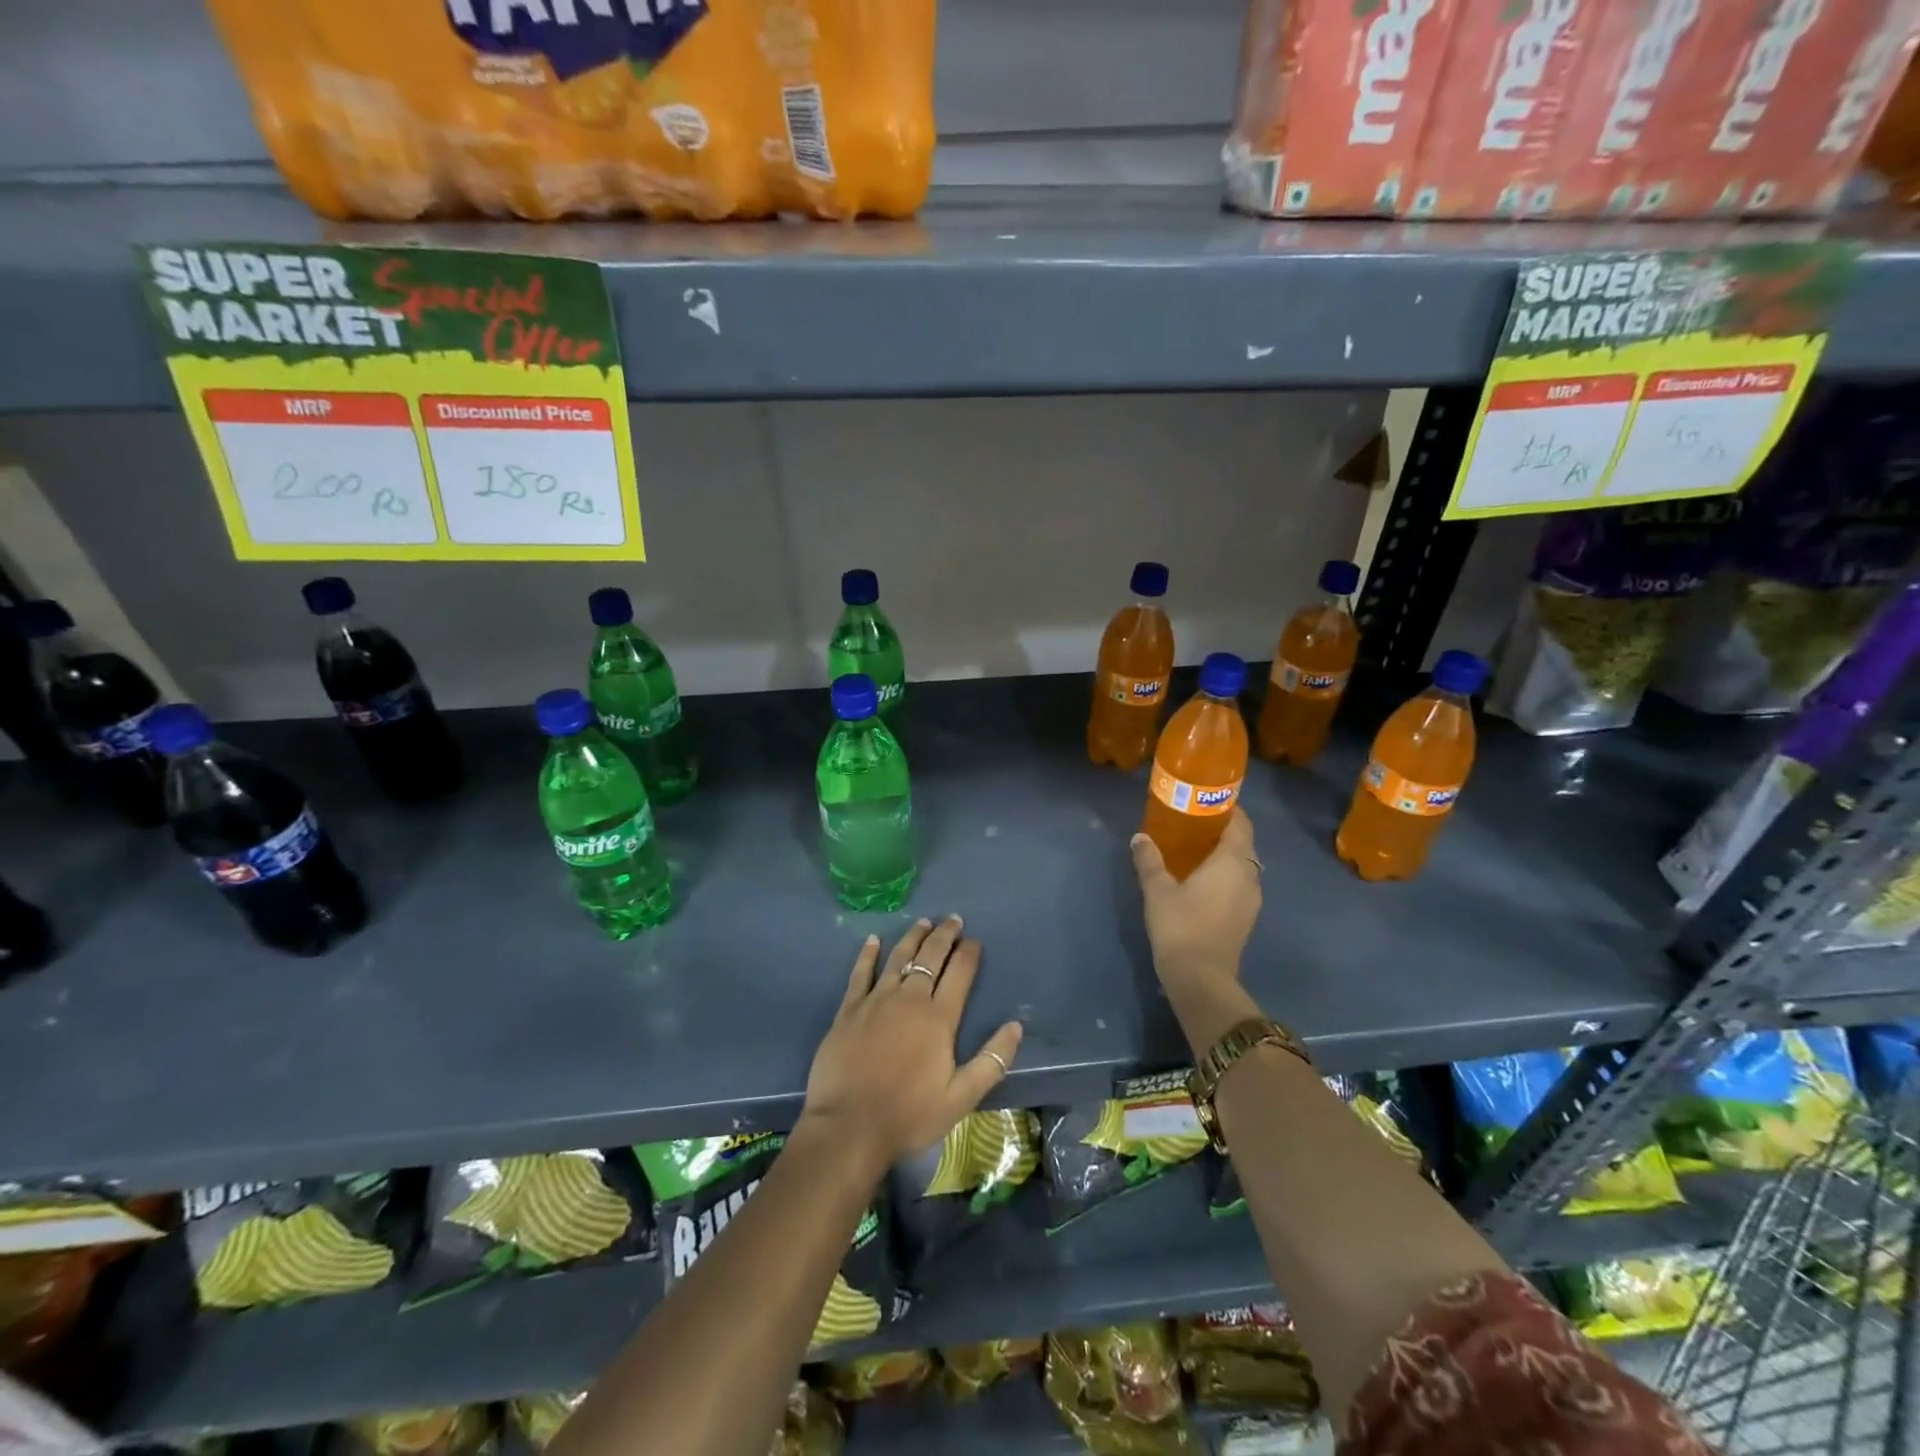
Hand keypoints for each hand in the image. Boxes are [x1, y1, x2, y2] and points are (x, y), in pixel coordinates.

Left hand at [800, 917, 1022, 1174]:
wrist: (849, 1127)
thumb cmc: (909, 1115)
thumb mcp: (960, 1098)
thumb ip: (991, 1061)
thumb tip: (1016, 1026)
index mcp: (939, 1018)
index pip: (959, 973)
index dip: (968, 953)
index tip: (974, 940)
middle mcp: (909, 999)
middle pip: (930, 957)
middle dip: (944, 935)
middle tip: (953, 919)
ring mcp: (876, 1000)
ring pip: (898, 957)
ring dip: (913, 937)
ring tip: (923, 922)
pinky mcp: (849, 1009)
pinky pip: (860, 973)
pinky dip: (868, 954)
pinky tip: (872, 941)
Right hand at [1131, 808, 1261, 989]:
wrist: (1201, 978)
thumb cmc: (1181, 925)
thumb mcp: (1158, 889)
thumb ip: (1149, 860)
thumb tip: (1140, 838)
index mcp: (1232, 862)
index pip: (1241, 825)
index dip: (1230, 810)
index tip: (1207, 803)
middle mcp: (1249, 877)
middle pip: (1243, 845)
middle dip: (1224, 832)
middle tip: (1194, 825)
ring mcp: (1251, 900)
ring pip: (1243, 867)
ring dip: (1225, 857)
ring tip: (1195, 852)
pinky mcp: (1246, 919)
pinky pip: (1239, 885)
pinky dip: (1226, 877)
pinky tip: (1201, 882)